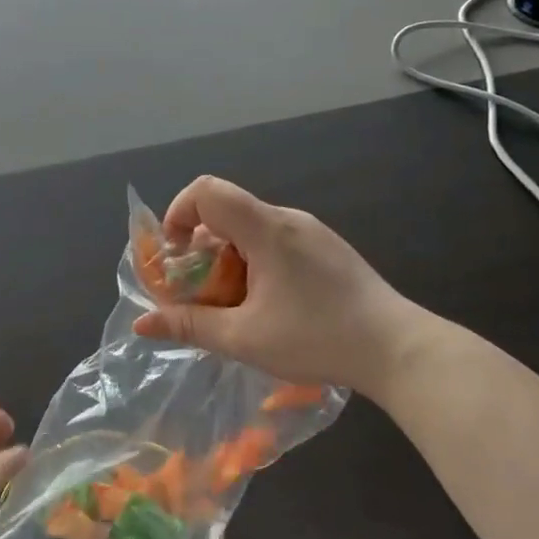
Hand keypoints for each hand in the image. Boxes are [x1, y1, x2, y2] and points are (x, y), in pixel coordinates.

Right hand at [131, 177, 424, 394]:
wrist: (396, 348)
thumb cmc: (317, 338)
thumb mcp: (243, 338)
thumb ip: (189, 325)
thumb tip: (142, 322)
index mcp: (266, 228)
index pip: (207, 190)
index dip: (178, 214)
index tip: (175, 257)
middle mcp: (287, 219)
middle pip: (226, 213)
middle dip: (199, 250)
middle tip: (200, 296)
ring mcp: (311, 232)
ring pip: (251, 230)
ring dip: (227, 261)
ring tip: (233, 308)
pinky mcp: (327, 249)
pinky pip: (275, 242)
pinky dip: (254, 264)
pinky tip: (267, 306)